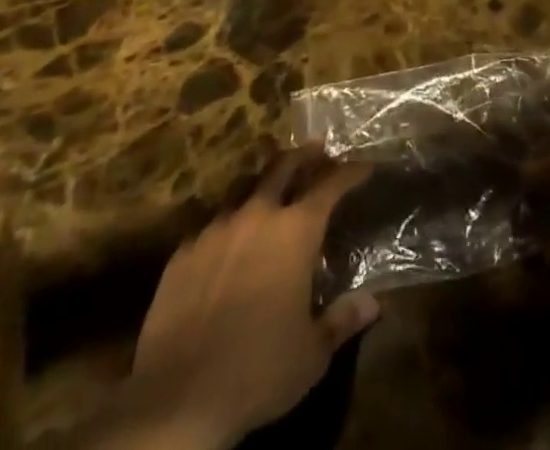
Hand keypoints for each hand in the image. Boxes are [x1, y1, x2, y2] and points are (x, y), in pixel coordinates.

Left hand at [92, 145, 377, 449]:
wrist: (177, 397)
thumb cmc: (257, 371)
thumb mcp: (312, 354)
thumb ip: (341, 321)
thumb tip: (372, 303)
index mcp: (295, 231)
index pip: (330, 185)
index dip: (350, 172)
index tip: (363, 166)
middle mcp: (257, 215)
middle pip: (283, 166)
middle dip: (304, 155)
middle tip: (317, 151)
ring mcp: (216, 229)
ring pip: (243, 186)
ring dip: (262, 182)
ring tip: (270, 188)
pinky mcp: (183, 251)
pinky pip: (210, 223)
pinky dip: (228, 223)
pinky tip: (227, 240)